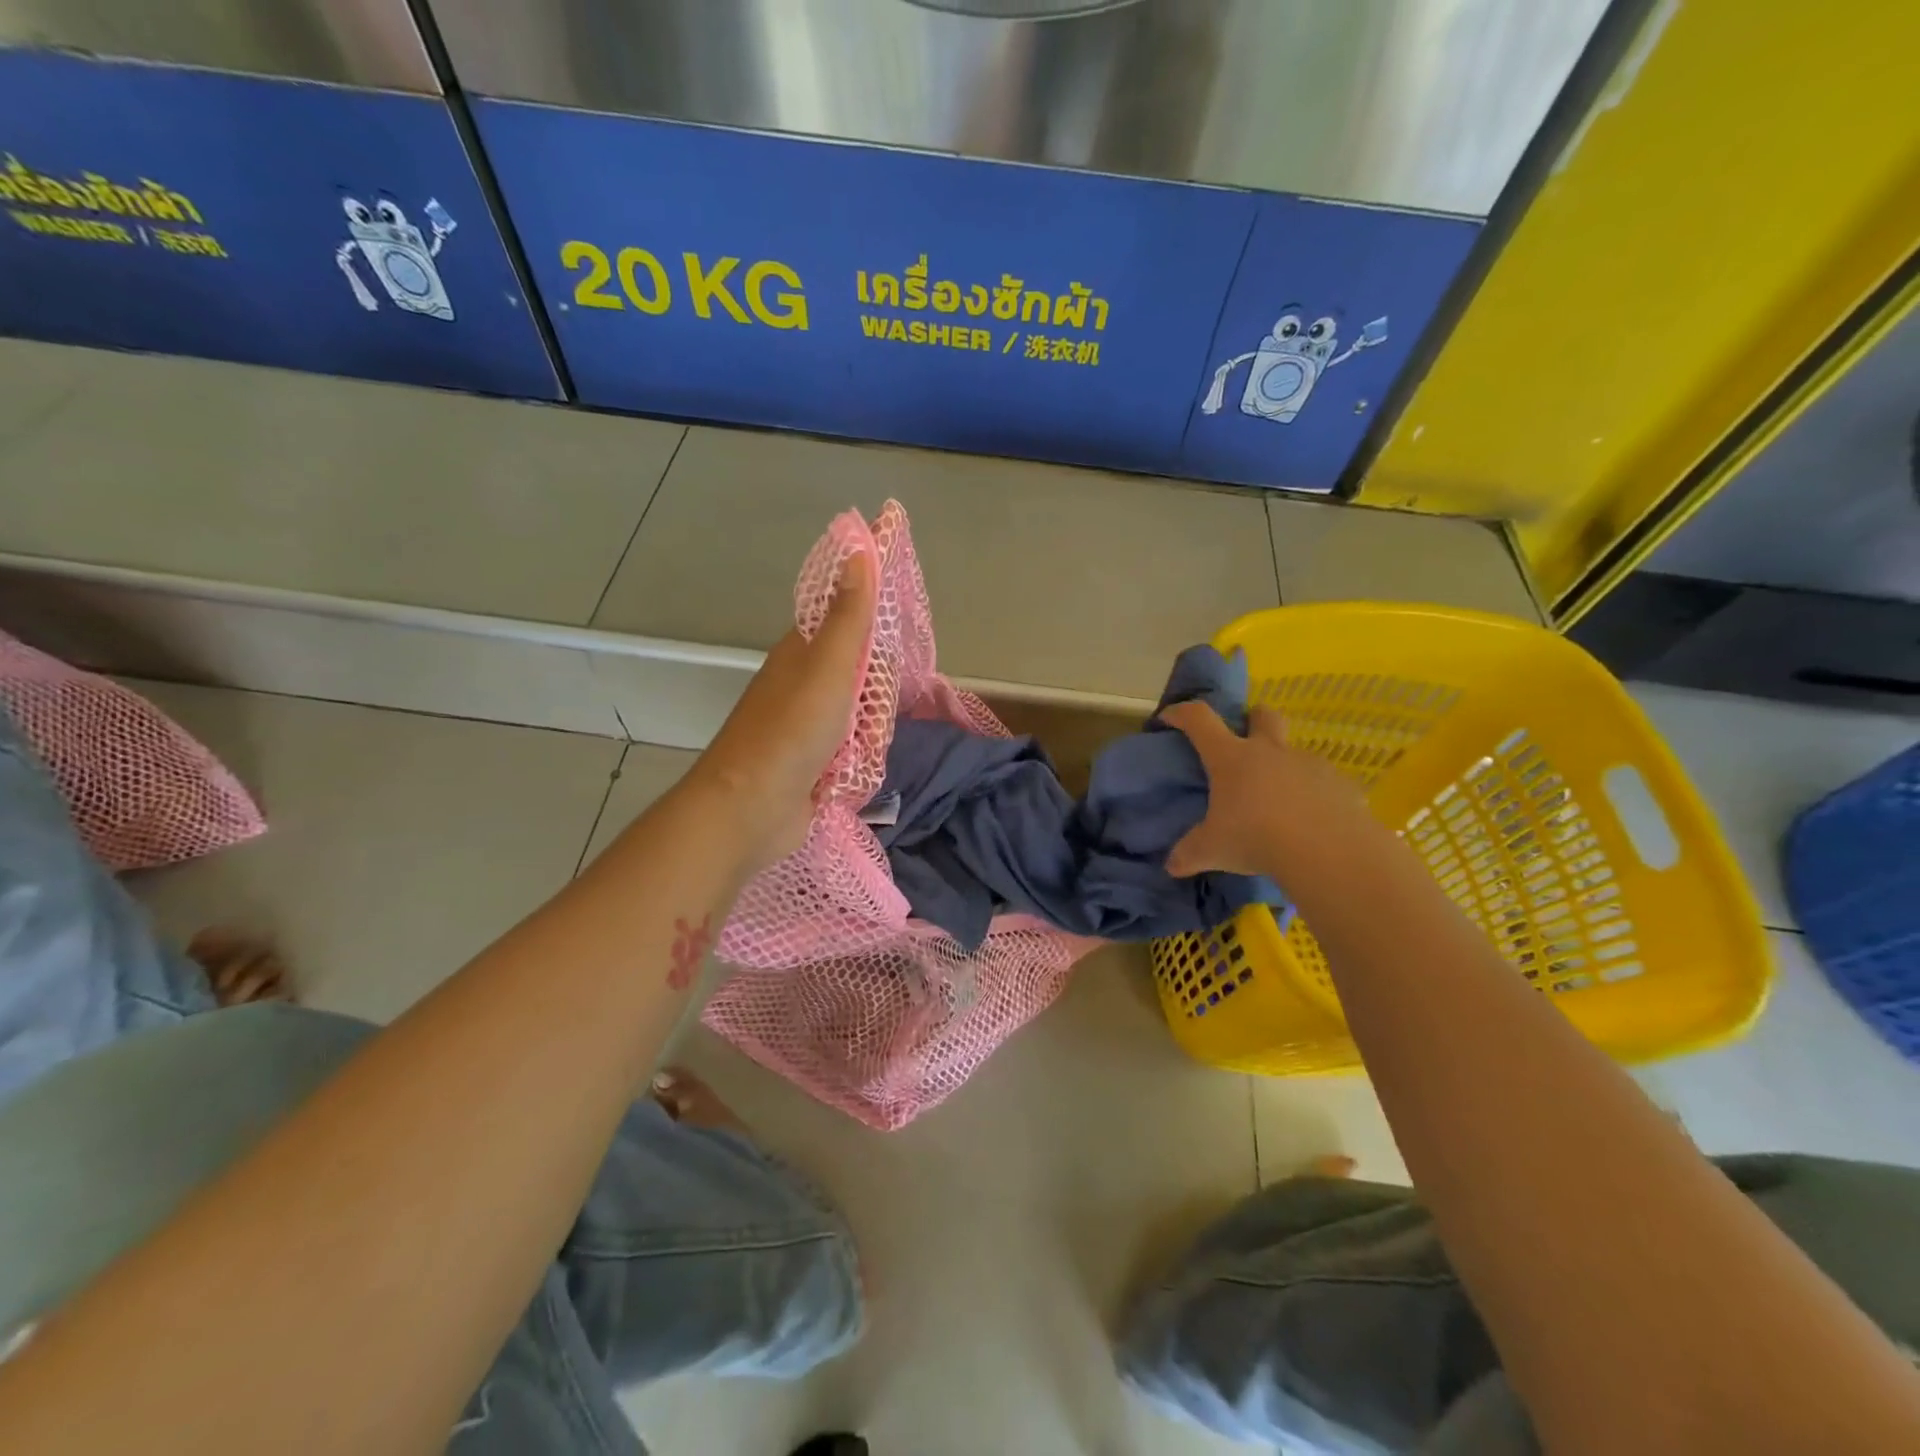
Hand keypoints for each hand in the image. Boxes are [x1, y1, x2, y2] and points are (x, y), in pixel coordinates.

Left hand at [688, 552, 874, 869]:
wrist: (751, 809)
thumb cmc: (792, 730)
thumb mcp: (828, 665)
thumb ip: (849, 613)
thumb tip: (856, 545)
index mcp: (798, 654)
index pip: (843, 623)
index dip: (871, 624)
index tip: (898, 636)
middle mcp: (800, 686)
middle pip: (855, 672)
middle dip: (877, 687)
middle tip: (885, 701)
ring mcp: (804, 728)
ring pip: (857, 714)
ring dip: (871, 727)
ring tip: (871, 739)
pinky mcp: (811, 765)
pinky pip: (851, 750)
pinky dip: (861, 756)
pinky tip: (866, 763)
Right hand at [1160, 700, 1365, 877]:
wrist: (1327, 850)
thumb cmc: (1256, 838)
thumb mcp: (1212, 850)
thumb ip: (1189, 854)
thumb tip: (1171, 866)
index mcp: (1231, 758)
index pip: (1200, 720)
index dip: (1182, 714)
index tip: (1170, 718)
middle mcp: (1270, 751)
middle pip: (1263, 715)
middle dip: (1253, 719)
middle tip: (1246, 741)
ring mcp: (1309, 764)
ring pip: (1295, 753)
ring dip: (1284, 768)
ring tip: (1280, 802)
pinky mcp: (1341, 784)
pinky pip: (1324, 784)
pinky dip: (1314, 796)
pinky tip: (1312, 822)